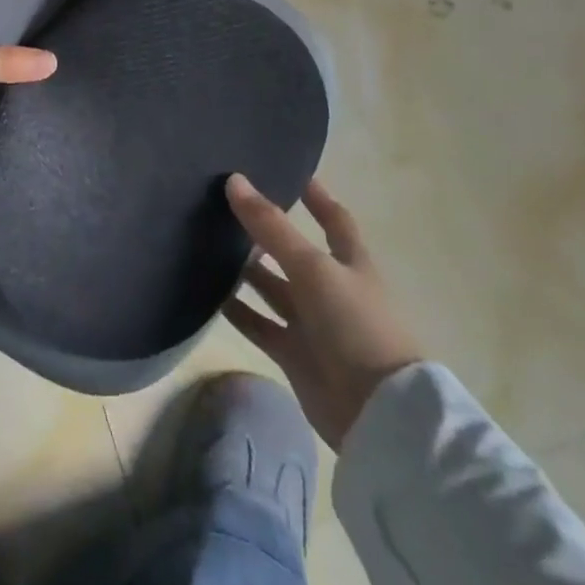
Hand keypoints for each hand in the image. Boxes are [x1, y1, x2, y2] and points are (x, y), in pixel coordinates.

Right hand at [222, 174, 424, 447]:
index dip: (316, 197)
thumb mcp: (313, 267)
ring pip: (273, 288)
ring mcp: (313, 323)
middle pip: (294, 253)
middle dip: (266, 232)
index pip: (334, 220)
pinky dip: (238, 311)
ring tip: (207, 243)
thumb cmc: (355, 324)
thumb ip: (272, 227)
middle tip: (225, 206)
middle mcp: (331, 288)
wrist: (377, 413)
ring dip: (246, 270)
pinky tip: (208, 294)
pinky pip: (260, 325)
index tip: (290, 171)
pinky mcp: (294, 354)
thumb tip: (235, 180)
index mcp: (350, 262)